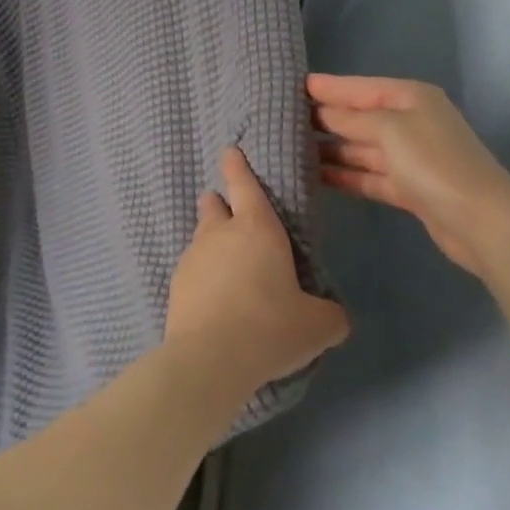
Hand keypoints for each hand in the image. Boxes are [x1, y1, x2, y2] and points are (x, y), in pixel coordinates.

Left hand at [165, 148, 349, 394]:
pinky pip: (191, 270)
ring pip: (200, 237)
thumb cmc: (270, 327)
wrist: (210, 358)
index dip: (237, 166)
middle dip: (219, 202)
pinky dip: (202, 276)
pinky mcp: (176, 285)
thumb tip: (334, 316)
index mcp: (257, 228)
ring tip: (224, 263)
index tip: (229, 151)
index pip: (244, 184)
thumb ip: (330, 315)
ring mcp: (193, 257)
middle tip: (225, 209)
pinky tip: (212, 298)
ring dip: (210, 242)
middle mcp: (220, 234)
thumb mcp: (317, 326)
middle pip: (214, 205)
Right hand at [308, 73, 509, 279]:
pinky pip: (368, 176)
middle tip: (280, 120)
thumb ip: (351, 119)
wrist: (481, 220)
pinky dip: (344, 175)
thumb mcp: (389, 129)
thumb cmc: (434, 162)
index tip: (290, 86)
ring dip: (329, 149)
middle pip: (359, 117)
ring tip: (289, 149)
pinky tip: (313, 177)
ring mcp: (409, 157)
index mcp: (410, 98)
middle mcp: (410, 122)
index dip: (328, 87)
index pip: (360, 87)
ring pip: (360, 148)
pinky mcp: (408, 189)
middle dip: (324, 119)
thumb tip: (321, 112)